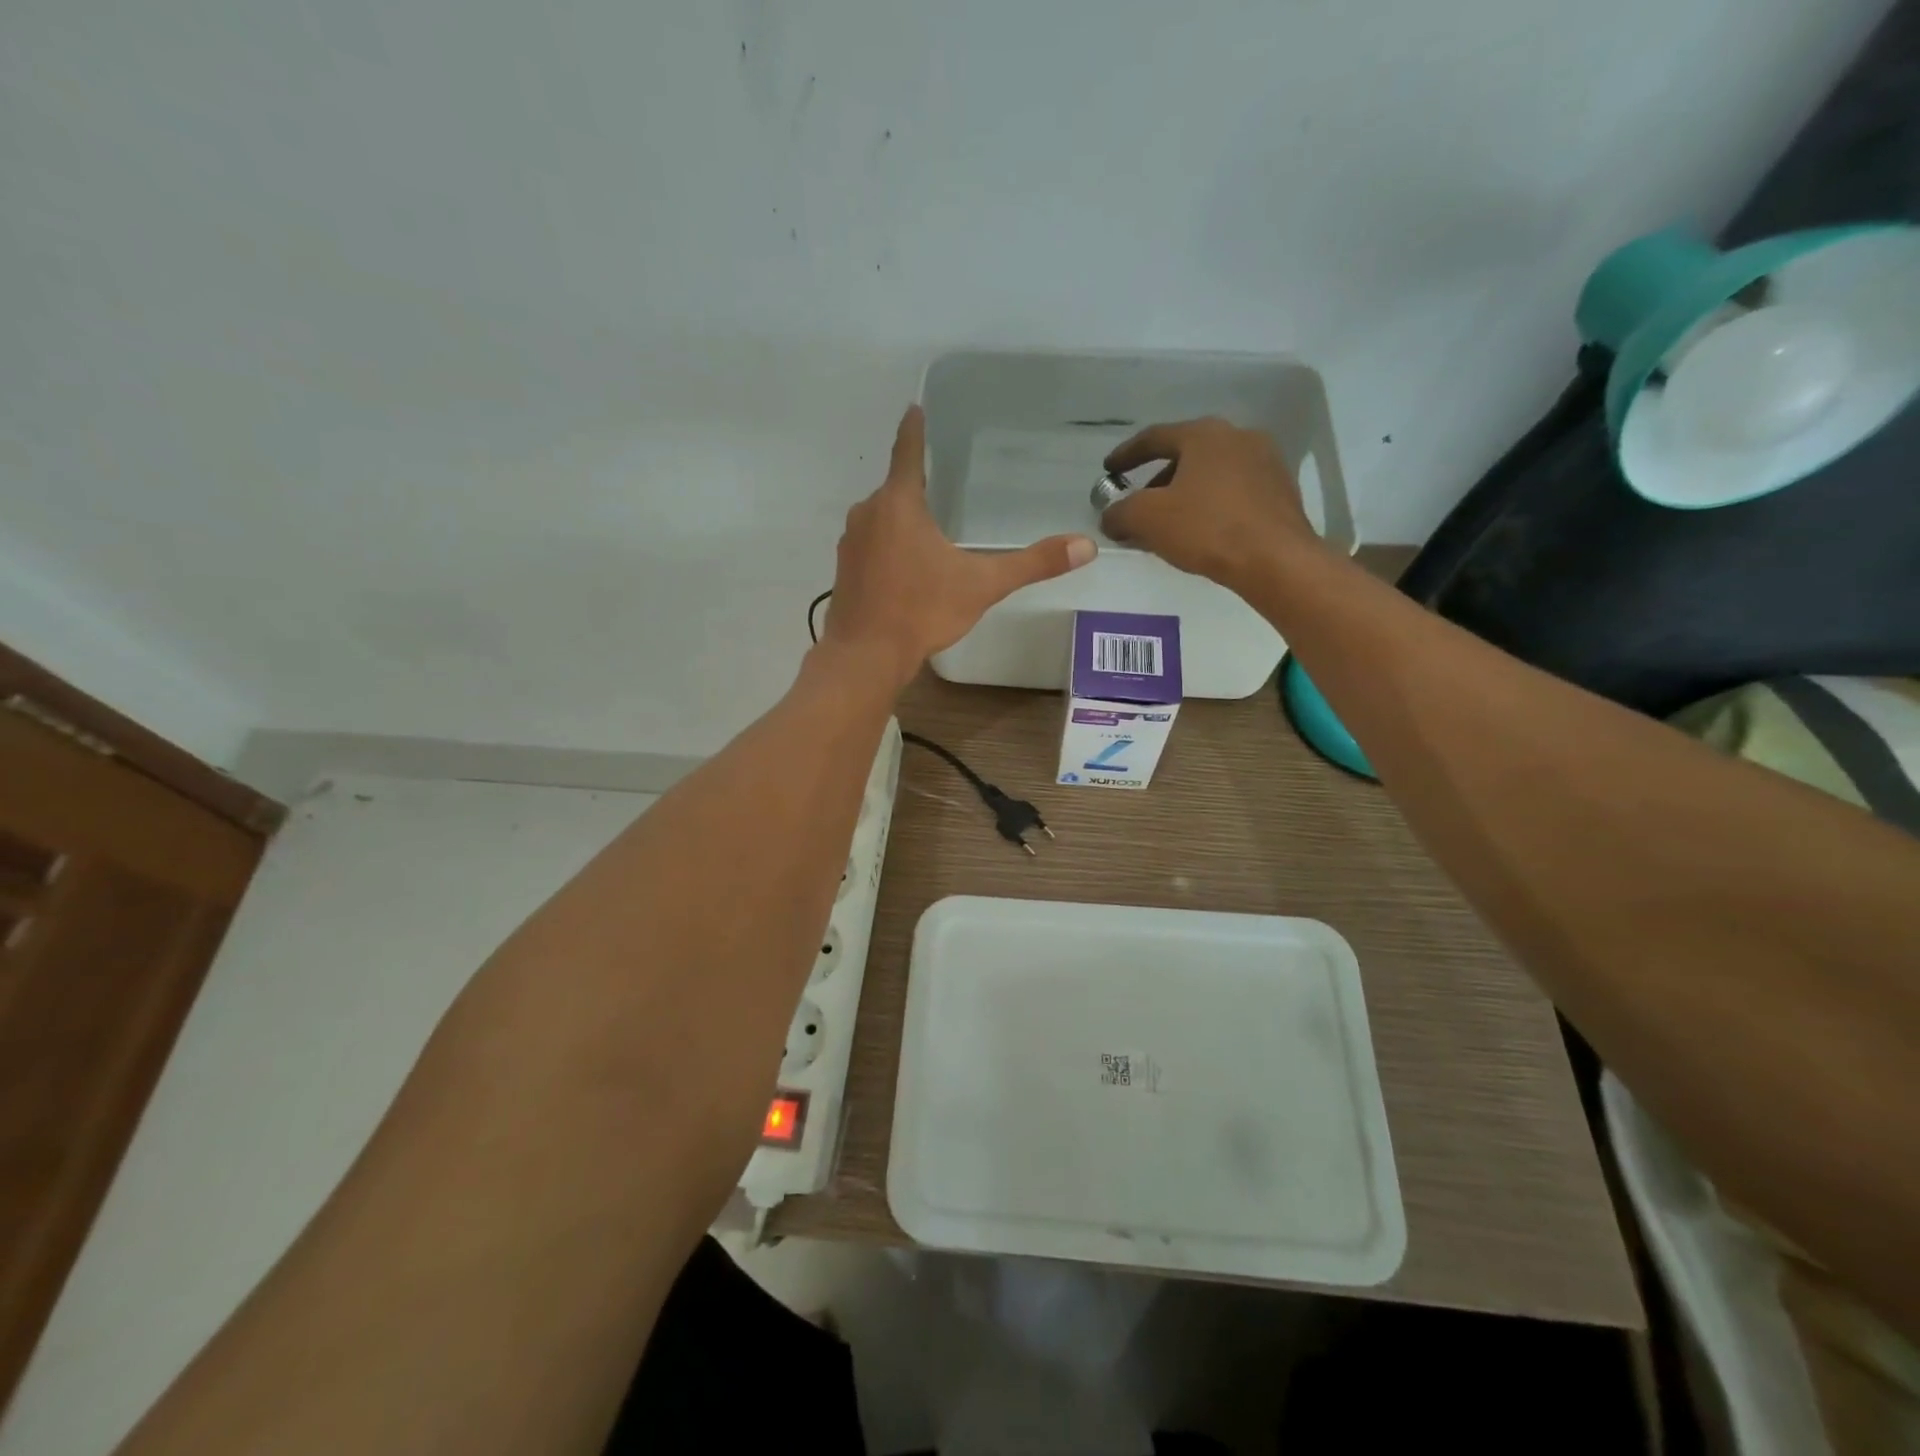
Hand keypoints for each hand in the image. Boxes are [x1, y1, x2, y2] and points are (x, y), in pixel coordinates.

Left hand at [823, 405, 1096, 687]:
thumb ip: (1033, 564)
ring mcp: (850, 543)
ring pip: (881, 519)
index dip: (914, 429)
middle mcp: (868, 513)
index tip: (914, 407)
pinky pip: (870, 546)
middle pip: (895, 489)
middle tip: (940, 486)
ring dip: (901, 522)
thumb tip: (1085, 546)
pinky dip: (886, 548)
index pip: (907, 452)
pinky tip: (904, 569)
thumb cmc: (922, 611)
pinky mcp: (843, 570)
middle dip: (916, 488)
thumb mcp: (982, 585)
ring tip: (927, 533)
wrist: (866, 656)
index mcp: (899, 504)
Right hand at [1101, 418, 1318, 587]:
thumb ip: (1120, 513)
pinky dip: (1210, 507)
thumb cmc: (1208, 529)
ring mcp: (1265, 463)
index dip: (1127, 455)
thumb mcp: (1148, 519)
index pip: (1155, 437)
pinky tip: (1200, 533)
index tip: (1109, 470)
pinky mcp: (1280, 492)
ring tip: (1166, 525)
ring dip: (1184, 496)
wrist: (1276, 560)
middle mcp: (1238, 437)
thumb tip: (1109, 517)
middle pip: (1185, 455)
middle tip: (1137, 506)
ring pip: (1210, 475)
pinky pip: (1233, 493)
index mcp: (1205, 435)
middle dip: (1156, 481)